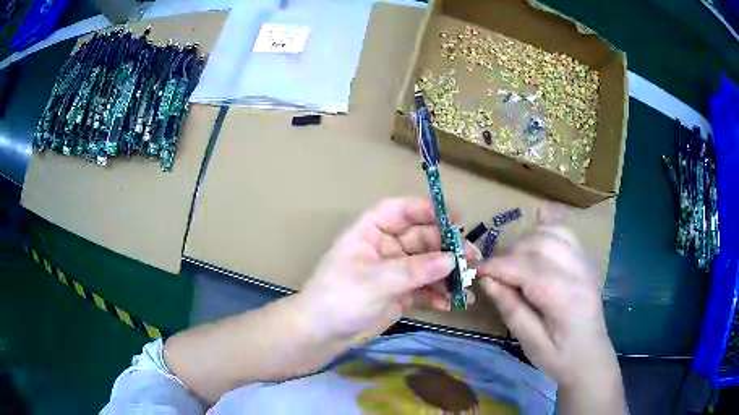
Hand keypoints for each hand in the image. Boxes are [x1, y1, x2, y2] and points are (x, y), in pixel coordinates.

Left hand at [299, 198, 477, 343]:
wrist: (322, 335)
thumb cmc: (340, 298)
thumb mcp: (375, 281)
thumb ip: (414, 271)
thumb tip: (451, 260)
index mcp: (370, 232)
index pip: (399, 210)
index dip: (425, 209)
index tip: (454, 218)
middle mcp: (385, 247)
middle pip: (421, 238)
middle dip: (446, 247)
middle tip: (471, 258)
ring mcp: (394, 271)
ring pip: (427, 264)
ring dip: (447, 273)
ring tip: (467, 283)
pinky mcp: (400, 293)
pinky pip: (424, 289)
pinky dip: (438, 295)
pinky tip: (451, 304)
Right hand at [477, 212, 616, 388]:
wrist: (590, 356)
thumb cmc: (560, 356)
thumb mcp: (531, 343)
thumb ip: (511, 310)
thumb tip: (487, 281)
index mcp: (564, 297)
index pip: (526, 268)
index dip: (497, 266)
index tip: (476, 270)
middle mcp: (577, 271)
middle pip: (538, 244)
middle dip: (509, 254)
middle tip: (494, 273)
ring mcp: (584, 262)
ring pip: (551, 233)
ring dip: (525, 241)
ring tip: (512, 261)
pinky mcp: (585, 260)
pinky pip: (565, 232)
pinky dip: (547, 227)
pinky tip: (536, 228)